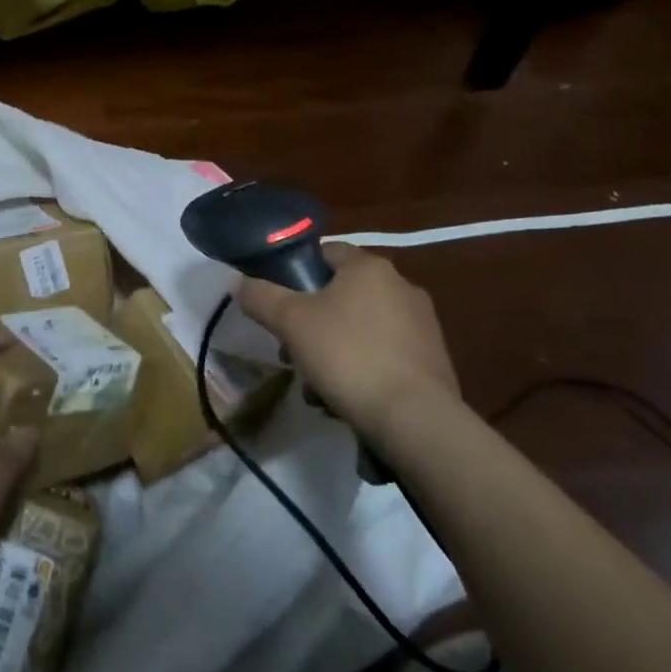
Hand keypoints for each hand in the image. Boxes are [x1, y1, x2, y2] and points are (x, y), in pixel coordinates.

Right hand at [237, 243, 459, 430]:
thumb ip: (260, 296)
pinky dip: (362, 370)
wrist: (415, 419)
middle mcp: (401, 286)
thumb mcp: (290, 322)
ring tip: (316, 386)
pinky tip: (346, 400)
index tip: (280, 302)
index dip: (297, 272)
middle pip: (342, 294)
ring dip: (334, 351)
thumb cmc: (348, 355)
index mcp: (369, 267)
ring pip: (361, 328)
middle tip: (291, 350)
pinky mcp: (432, 360)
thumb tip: (238, 281)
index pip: (326, 252)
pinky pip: (384, 355)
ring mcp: (422, 324)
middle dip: (312, 322)